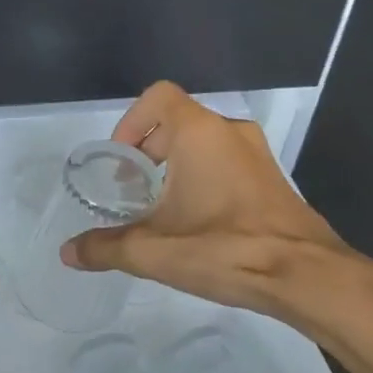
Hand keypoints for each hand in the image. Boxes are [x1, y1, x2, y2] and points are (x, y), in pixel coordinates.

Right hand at [60, 82, 351, 315]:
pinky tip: (198, 223)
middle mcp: (230, 132)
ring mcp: (257, 154)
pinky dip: (205, 178)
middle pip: (178, 121)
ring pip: (205, 143)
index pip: (158, 97)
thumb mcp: (153, 251)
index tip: (121, 163)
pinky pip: (228, 163)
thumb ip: (106, 248)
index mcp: (200, 133)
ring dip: (178, 167)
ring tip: (162, 211)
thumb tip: (67, 253)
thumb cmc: (224, 248)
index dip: (132, 123)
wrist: (305, 275)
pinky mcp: (273, 179)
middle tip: (134, 192)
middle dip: (149, 151)